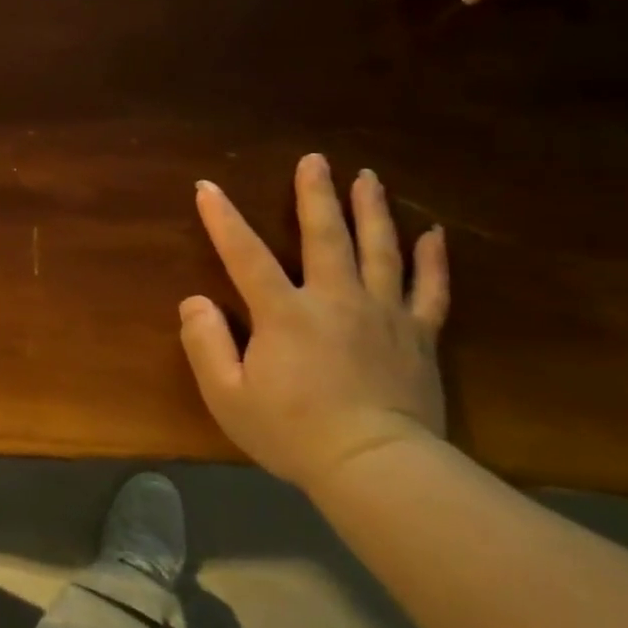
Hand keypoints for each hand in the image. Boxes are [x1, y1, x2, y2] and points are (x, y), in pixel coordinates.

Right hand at [179, 154, 449, 494]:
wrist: (375, 468)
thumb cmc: (291, 432)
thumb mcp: (226, 395)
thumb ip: (205, 343)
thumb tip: (194, 301)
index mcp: (284, 313)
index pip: (246, 255)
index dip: (223, 220)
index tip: (208, 187)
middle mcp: (335, 299)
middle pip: (326, 235)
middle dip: (316, 194)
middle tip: (316, 159)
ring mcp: (383, 314)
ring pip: (381, 249)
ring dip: (373, 210)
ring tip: (369, 178)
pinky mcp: (419, 336)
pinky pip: (430, 289)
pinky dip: (433, 260)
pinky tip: (433, 234)